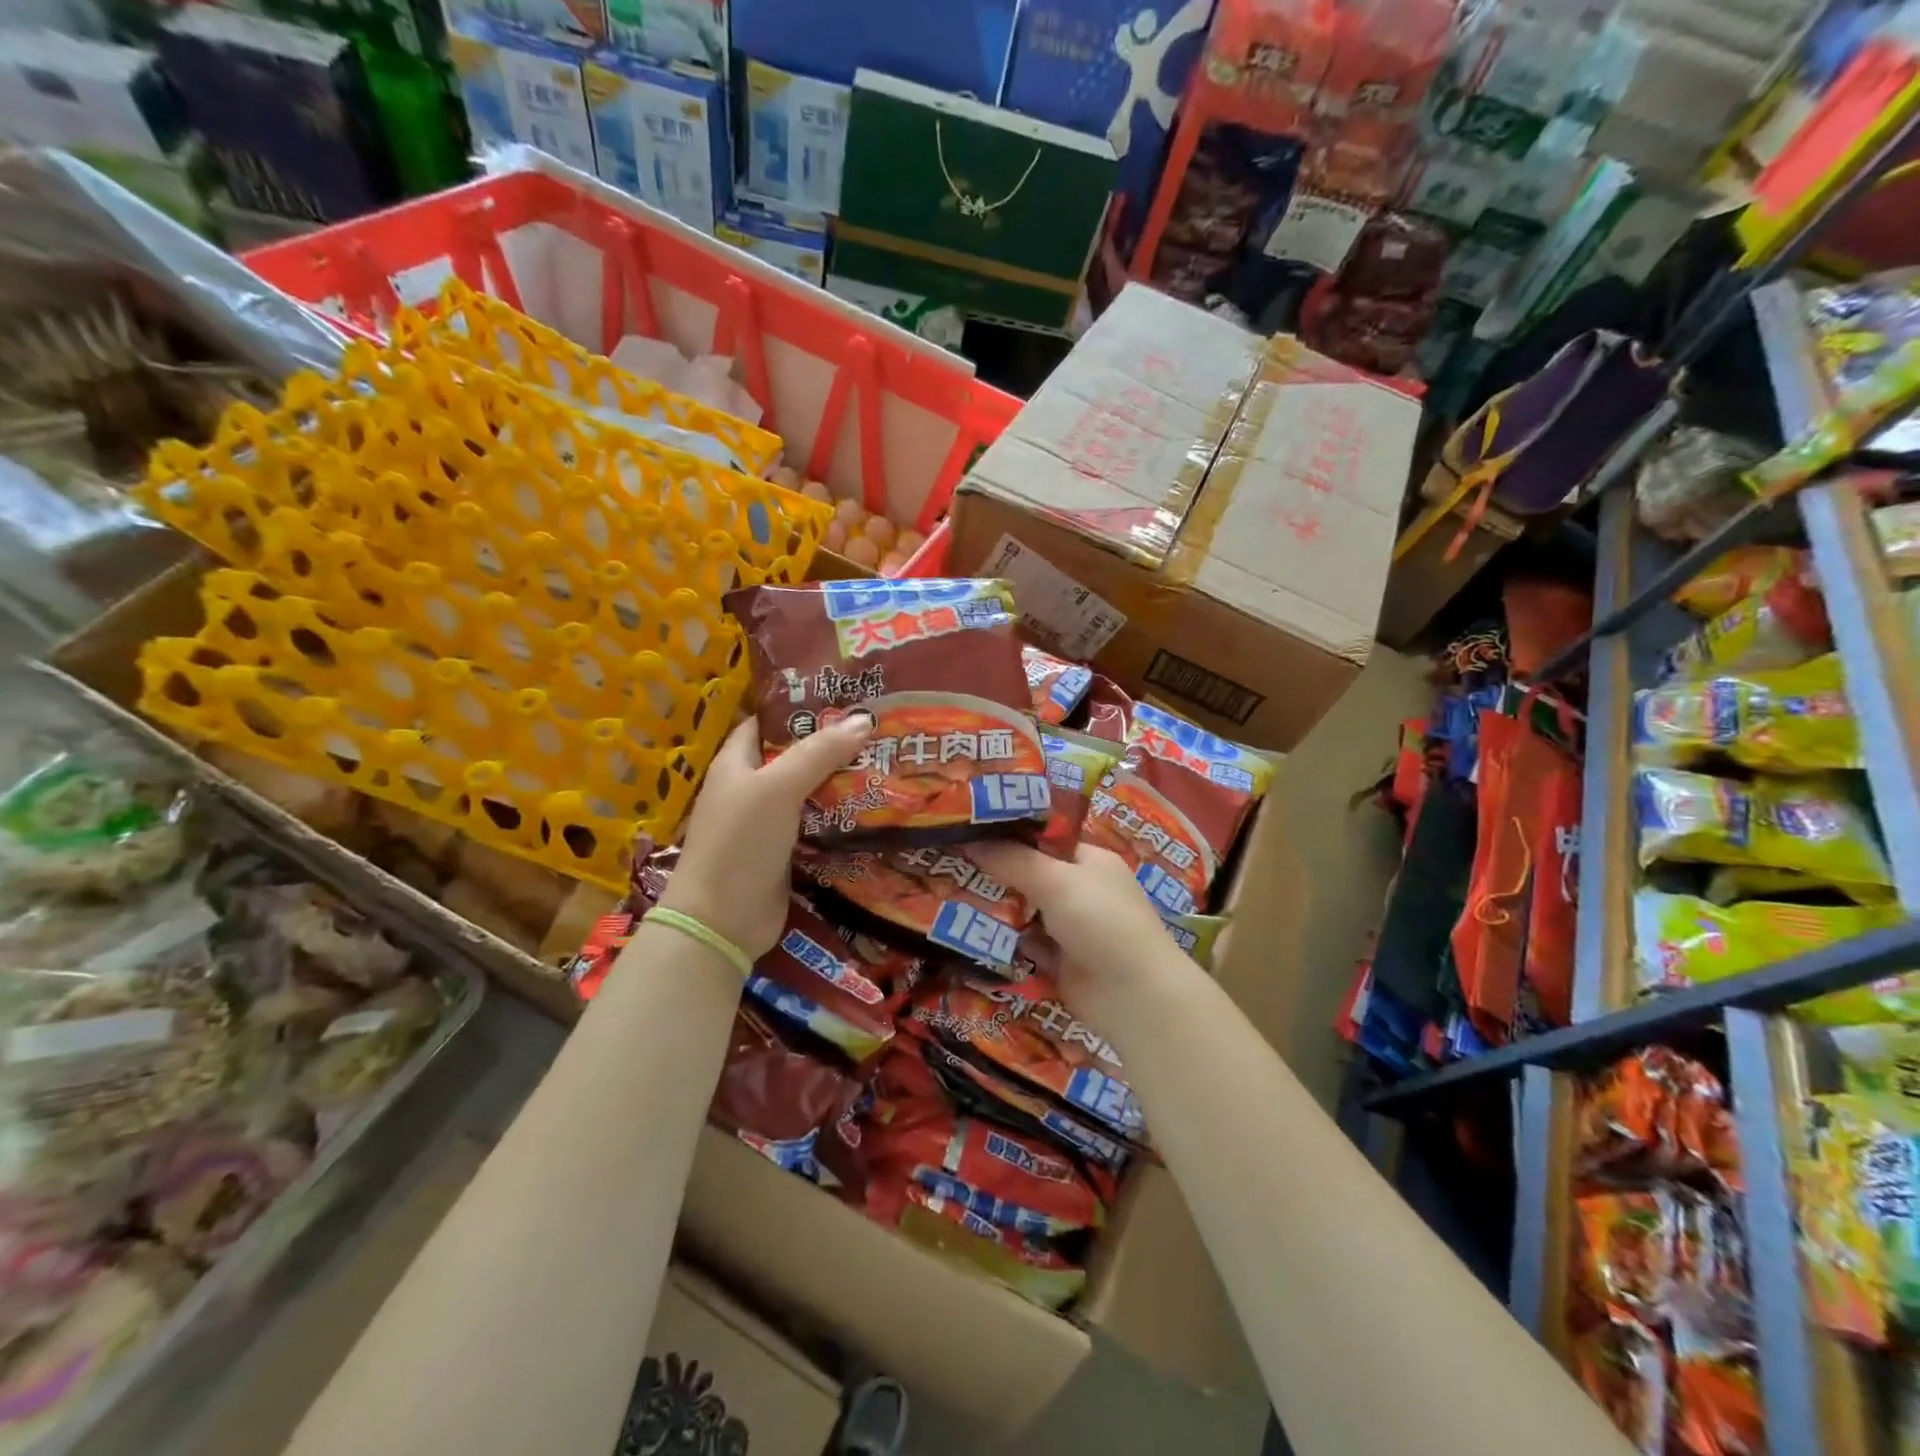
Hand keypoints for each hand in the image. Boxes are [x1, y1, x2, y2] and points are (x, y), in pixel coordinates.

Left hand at [661, 714, 873, 959]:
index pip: (766, 723)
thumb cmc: (741, 843)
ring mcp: (767, 823)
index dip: (799, 709)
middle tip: (877, 731)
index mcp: (736, 764)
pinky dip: (840, 816)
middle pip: (794, 757)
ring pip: (809, 792)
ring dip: (841, 782)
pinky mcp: (785, 852)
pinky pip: (816, 825)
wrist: (722, 922)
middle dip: (832, 745)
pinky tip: (874, 807)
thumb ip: (819, 753)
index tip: (843, 699)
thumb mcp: (778, 788)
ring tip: (886, 762)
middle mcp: (750, 789)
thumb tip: (863, 720)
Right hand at [967, 841, 1183, 993]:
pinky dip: (1003, 939)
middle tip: (950, 861)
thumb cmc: (1101, 921)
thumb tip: (970, 841)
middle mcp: (1081, 889)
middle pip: (1030, 874)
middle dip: (995, 871)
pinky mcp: (1059, 960)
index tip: (969, 830)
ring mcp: (1070, 927)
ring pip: (1024, 910)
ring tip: (947, 891)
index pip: (1044, 837)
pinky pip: (1024, 943)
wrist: (1133, 996)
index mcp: (1089, 860)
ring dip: (995, 906)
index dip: (1009, 833)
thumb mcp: (1056, 880)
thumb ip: (1012, 860)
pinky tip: (966, 930)